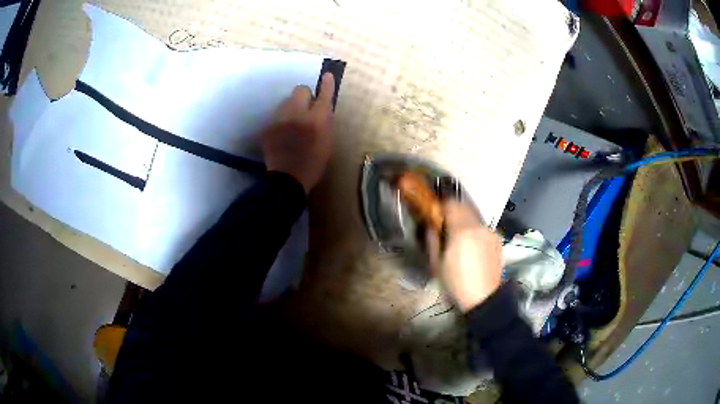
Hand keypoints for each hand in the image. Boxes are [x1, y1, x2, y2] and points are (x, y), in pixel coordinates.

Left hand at [261, 73, 335, 193]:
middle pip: (300, 90)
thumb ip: (325, 122)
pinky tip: (282, 134)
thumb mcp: (328, 142)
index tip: (326, 76)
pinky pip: (277, 116)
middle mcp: (297, 114)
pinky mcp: (268, 126)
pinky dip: (281, 121)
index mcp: (317, 120)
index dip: (326, 85)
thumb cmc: (314, 163)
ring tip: (292, 124)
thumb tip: (321, 107)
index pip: (323, 95)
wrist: (287, 180)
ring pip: (286, 102)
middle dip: (305, 96)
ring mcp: (279, 119)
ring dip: (292, 108)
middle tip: (306, 109)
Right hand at [429, 201, 503, 312]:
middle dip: (453, 212)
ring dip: (464, 222)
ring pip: (474, 218)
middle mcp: (479, 226)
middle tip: (444, 226)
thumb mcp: (436, 264)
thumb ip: (432, 240)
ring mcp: (490, 232)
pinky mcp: (497, 240)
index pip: (451, 204)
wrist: (484, 299)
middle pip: (464, 207)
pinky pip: (482, 229)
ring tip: (459, 239)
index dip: (441, 206)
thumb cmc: (456, 284)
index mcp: (462, 231)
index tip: (435, 215)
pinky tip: (472, 248)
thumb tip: (431, 226)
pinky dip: (475, 231)